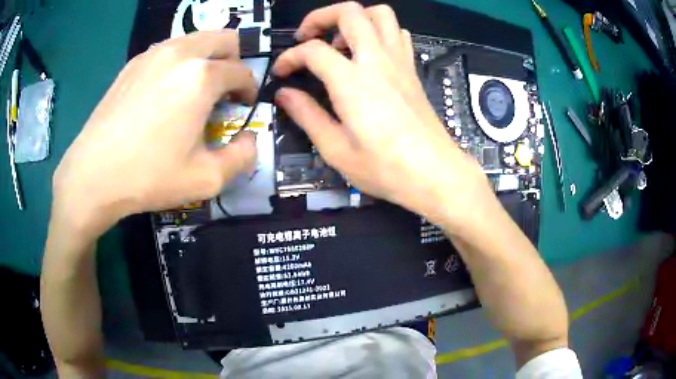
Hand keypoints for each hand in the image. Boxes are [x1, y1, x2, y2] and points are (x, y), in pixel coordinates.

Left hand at [53, 31, 257, 235]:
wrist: (93, 175)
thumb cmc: (149, 177)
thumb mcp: (207, 179)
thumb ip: (243, 157)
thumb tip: (251, 139)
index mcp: (201, 76)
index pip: (242, 71)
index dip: (250, 89)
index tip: (243, 106)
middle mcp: (180, 53)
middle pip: (224, 38)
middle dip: (233, 60)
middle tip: (224, 90)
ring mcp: (152, 54)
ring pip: (196, 39)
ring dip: (206, 59)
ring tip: (194, 91)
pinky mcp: (132, 63)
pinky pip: (168, 51)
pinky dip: (179, 64)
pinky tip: (165, 93)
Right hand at [273, 3, 489, 225]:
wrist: (435, 174)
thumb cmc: (386, 168)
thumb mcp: (336, 149)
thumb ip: (306, 115)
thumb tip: (284, 95)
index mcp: (353, 81)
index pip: (312, 50)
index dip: (289, 57)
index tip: (282, 72)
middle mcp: (377, 60)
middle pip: (350, 12)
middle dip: (321, 17)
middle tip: (308, 37)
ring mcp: (399, 61)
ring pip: (380, 14)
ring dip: (354, 19)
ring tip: (340, 43)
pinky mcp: (412, 69)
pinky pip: (398, 33)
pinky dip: (379, 32)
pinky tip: (369, 53)